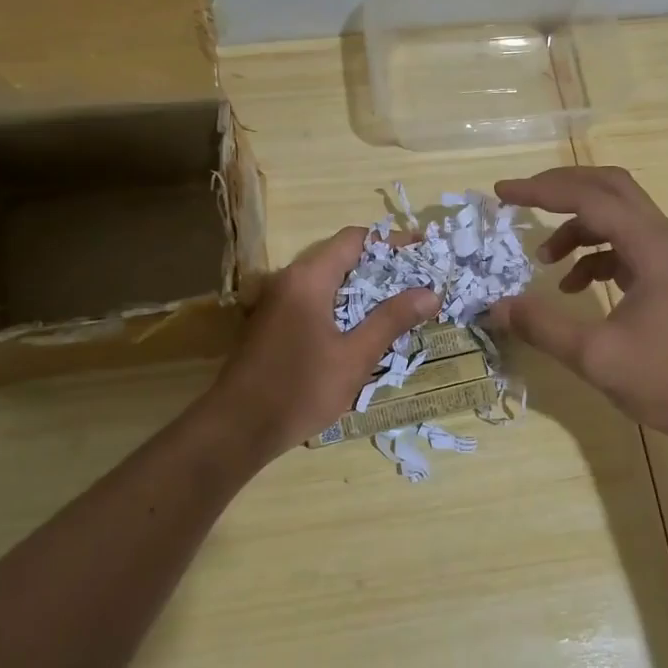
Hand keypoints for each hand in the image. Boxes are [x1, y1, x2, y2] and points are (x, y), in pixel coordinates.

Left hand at [208, 227, 439, 458]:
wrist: (237, 428)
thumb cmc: (299, 389)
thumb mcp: (354, 357)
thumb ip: (391, 320)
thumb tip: (430, 292)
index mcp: (309, 278)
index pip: (355, 239)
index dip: (391, 241)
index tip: (423, 250)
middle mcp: (290, 279)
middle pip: (342, 257)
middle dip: (382, 266)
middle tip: (418, 281)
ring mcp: (277, 301)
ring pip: (328, 280)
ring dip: (363, 287)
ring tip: (400, 303)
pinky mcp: (273, 323)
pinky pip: (315, 299)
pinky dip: (343, 304)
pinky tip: (364, 328)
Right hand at [490, 167, 667, 450]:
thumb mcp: (597, 357)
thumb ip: (543, 326)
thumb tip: (496, 307)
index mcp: (652, 247)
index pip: (589, 197)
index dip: (541, 191)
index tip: (501, 192)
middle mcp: (666, 241)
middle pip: (610, 188)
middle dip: (561, 188)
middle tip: (521, 199)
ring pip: (620, 217)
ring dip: (577, 227)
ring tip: (544, 259)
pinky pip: (628, 247)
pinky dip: (596, 255)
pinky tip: (575, 287)